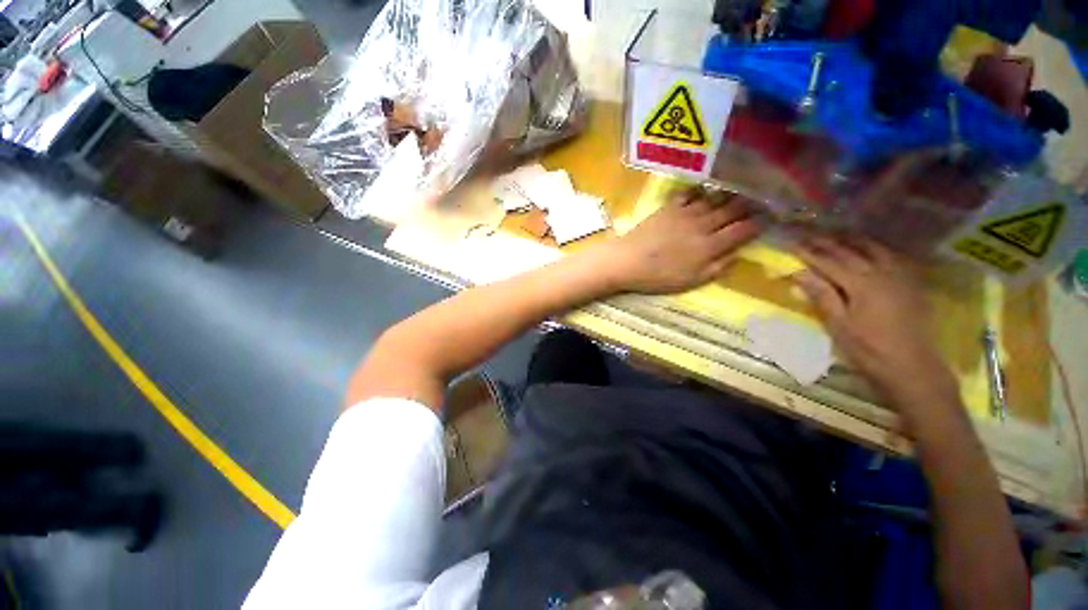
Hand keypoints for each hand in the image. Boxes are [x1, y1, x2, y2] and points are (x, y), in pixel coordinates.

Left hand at [609, 188, 761, 294]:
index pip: (742, 230)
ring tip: (739, 191)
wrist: (628, 261)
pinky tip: (704, 190)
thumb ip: (717, 268)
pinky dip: (700, 191)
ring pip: (714, 199)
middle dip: (749, 205)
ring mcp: (685, 213)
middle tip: (761, 199)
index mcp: (710, 245)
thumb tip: (737, 255)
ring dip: (728, 195)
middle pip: (732, 211)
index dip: (759, 223)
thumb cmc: (658, 277)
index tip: (770, 218)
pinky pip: (689, 193)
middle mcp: (703, 224)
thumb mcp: (691, 281)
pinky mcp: (669, 207)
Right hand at [792, 233, 957, 407]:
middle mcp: (882, 273)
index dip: (808, 253)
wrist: (913, 367)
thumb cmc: (869, 349)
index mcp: (861, 284)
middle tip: (809, 235)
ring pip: (875, 249)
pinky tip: (872, 249)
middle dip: (828, 242)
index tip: (791, 244)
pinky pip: (894, 257)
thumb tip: (800, 273)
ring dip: (854, 240)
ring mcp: (900, 277)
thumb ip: (822, 295)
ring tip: (838, 235)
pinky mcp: (911, 284)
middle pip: (851, 251)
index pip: (829, 262)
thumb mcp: (839, 325)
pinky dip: (878, 249)